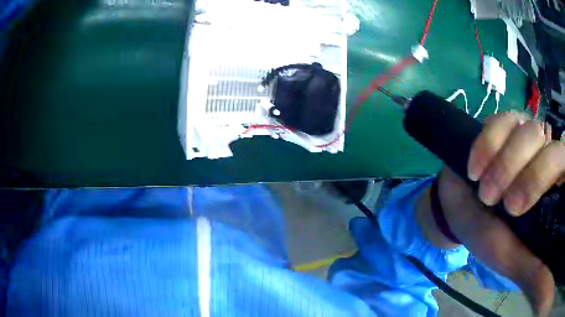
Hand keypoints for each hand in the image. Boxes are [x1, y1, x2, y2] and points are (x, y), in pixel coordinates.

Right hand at [417, 111, 563, 315]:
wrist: (459, 210)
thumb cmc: (488, 237)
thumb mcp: (512, 257)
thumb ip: (534, 268)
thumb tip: (546, 280)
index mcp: (552, 185)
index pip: (562, 161)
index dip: (543, 176)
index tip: (514, 210)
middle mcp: (543, 154)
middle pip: (545, 140)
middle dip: (520, 172)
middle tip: (496, 203)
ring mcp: (523, 135)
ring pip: (525, 127)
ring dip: (503, 161)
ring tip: (484, 190)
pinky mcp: (502, 125)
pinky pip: (500, 120)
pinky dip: (486, 143)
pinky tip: (474, 168)